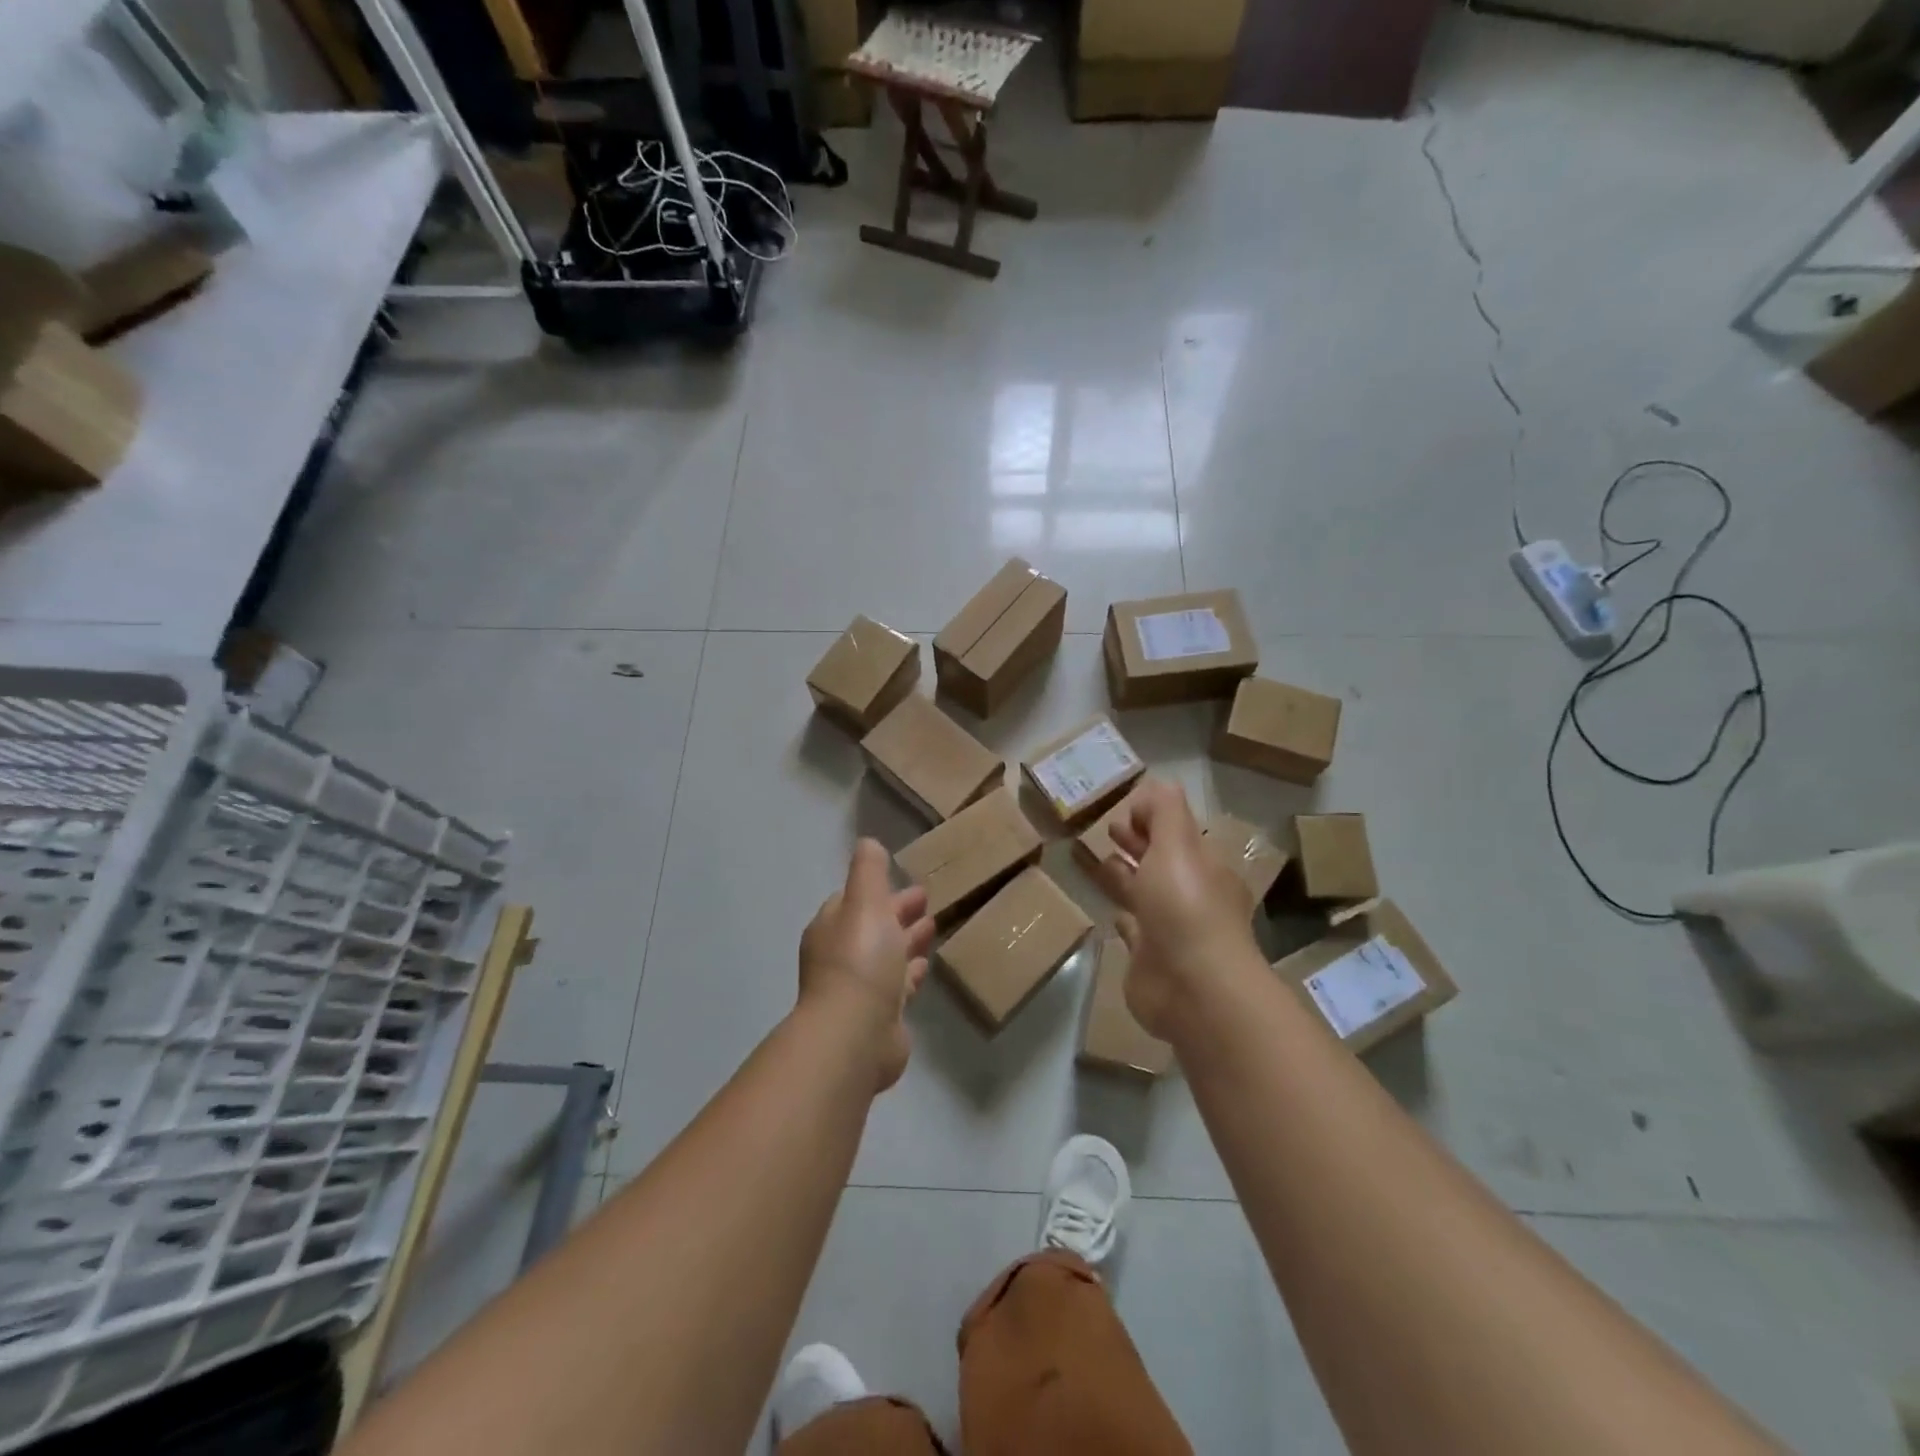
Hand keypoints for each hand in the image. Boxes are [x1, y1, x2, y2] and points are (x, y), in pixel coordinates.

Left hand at [798, 839, 934, 1091]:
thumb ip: (868, 871)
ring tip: (933, 926)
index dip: (879, 889)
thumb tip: (867, 842)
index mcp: (832, 926)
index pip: (854, 900)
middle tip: (927, 900)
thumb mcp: (865, 901)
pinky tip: (925, 966)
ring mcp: (859, 988)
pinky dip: (910, 973)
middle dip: (897, 912)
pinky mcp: (879, 1016)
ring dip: (907, 940)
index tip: (906, 880)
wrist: (855, 1035)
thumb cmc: (860, 959)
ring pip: (886, 956)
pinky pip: (897, 986)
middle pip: (872, 927)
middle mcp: (841, 956)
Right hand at [1097, 780, 1262, 1039]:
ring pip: (1143, 893)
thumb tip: (1152, 787)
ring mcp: (1169, 928)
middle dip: (1137, 842)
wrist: (1193, 988)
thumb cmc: (1186, 907)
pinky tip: (1110, 912)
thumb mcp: (1177, 844)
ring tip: (1097, 861)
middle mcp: (1190, 895)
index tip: (1124, 809)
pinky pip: (1133, 930)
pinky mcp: (1149, 958)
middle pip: (1160, 860)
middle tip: (1107, 829)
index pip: (1178, 832)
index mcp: (1203, 866)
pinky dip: (1123, 918)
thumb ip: (1164, 811)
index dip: (1153, 817)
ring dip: (1124, 876)